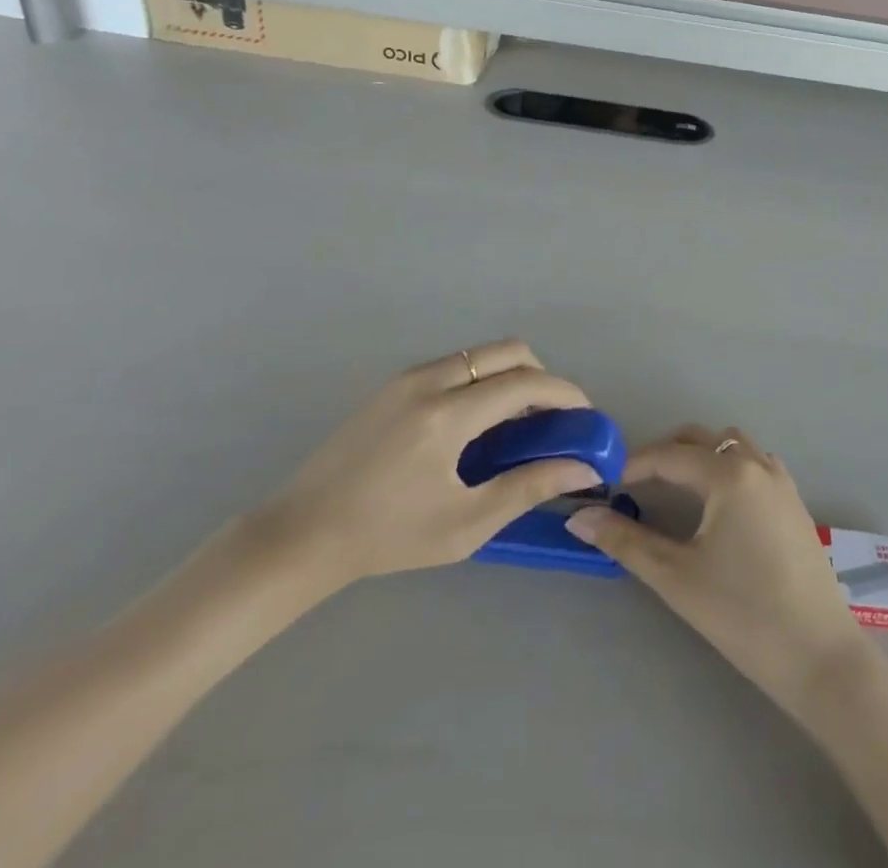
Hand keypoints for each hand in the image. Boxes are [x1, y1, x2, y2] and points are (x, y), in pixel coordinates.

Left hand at [256, 341, 598, 602]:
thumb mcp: (465, 524)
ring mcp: (407, 377)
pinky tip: (477, 424)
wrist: (302, 533)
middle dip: (542, 376)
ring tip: (516, 425)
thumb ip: (528, 487)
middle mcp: (429, 380)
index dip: (564, 393)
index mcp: (446, 415)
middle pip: (507, 351)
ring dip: (511, 376)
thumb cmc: (387, 537)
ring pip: (481, 354)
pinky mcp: (394, 384)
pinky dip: (482, 380)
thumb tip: (582, 466)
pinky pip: (456, 365)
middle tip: (552, 418)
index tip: (586, 415)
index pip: (524, 383)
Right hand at [567, 425, 862, 712]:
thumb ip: (625, 541)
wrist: (820, 657)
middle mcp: (757, 464)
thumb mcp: (676, 577)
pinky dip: (727, 467)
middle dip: (665, 454)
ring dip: (699, 456)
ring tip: (673, 489)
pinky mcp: (794, 502)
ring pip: (732, 445)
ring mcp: (781, 481)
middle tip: (634, 485)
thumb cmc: (743, 614)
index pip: (669, 455)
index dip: (633, 465)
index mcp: (729, 474)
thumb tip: (578, 517)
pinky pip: (754, 463)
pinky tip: (717, 504)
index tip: (605, 484)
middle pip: (702, 439)